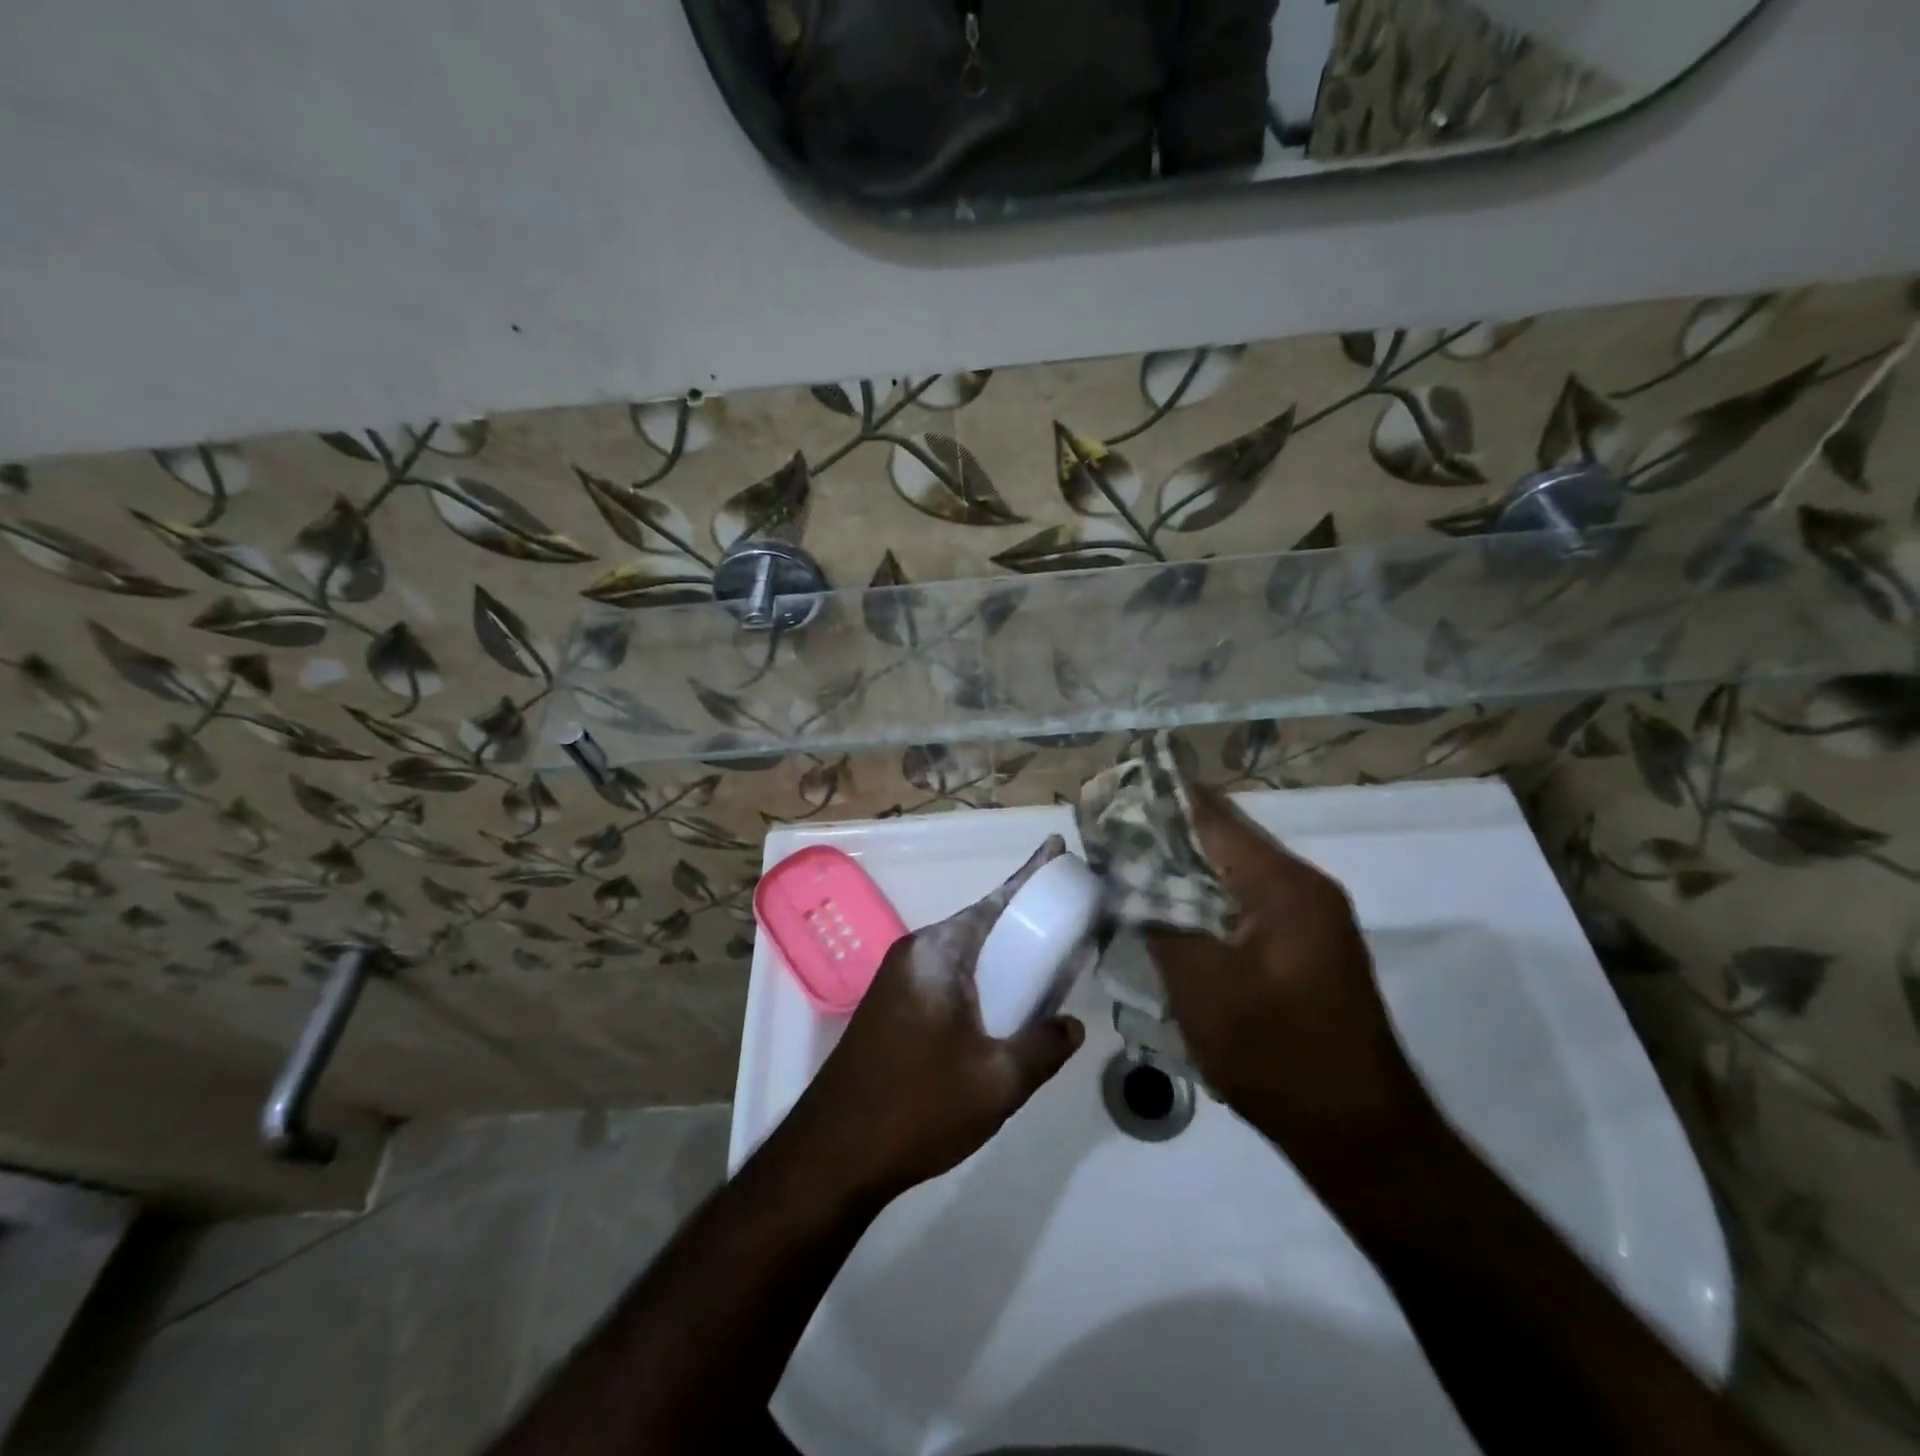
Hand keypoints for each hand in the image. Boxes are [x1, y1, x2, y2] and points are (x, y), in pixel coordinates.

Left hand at [786, 836, 1086, 1199]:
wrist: (832, 1155)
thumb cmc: (917, 1107)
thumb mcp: (997, 1082)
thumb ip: (1044, 1046)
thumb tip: (1073, 1024)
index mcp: (938, 953)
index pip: (996, 901)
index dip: (1031, 874)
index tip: (1057, 847)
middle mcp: (916, 953)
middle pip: (981, 923)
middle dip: (1023, 916)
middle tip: (1067, 916)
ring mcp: (899, 980)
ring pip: (965, 953)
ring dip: (1002, 953)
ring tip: (1046, 959)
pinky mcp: (892, 1007)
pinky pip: (949, 977)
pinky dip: (982, 978)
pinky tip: (1004, 1004)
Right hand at [1146, 785, 1441, 1194]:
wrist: (1360, 1135)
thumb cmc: (1276, 1055)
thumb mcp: (1200, 986)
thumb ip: (1158, 918)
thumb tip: (1124, 873)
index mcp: (1283, 885)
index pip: (1210, 816)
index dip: (1157, 801)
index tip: (1109, 795)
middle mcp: (1304, 887)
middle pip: (1223, 839)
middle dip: (1164, 835)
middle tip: (1109, 839)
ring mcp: (1312, 917)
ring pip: (1234, 873)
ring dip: (1184, 869)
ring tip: (1128, 871)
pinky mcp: (1308, 946)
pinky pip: (1247, 902)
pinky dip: (1206, 899)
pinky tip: (1170, 915)